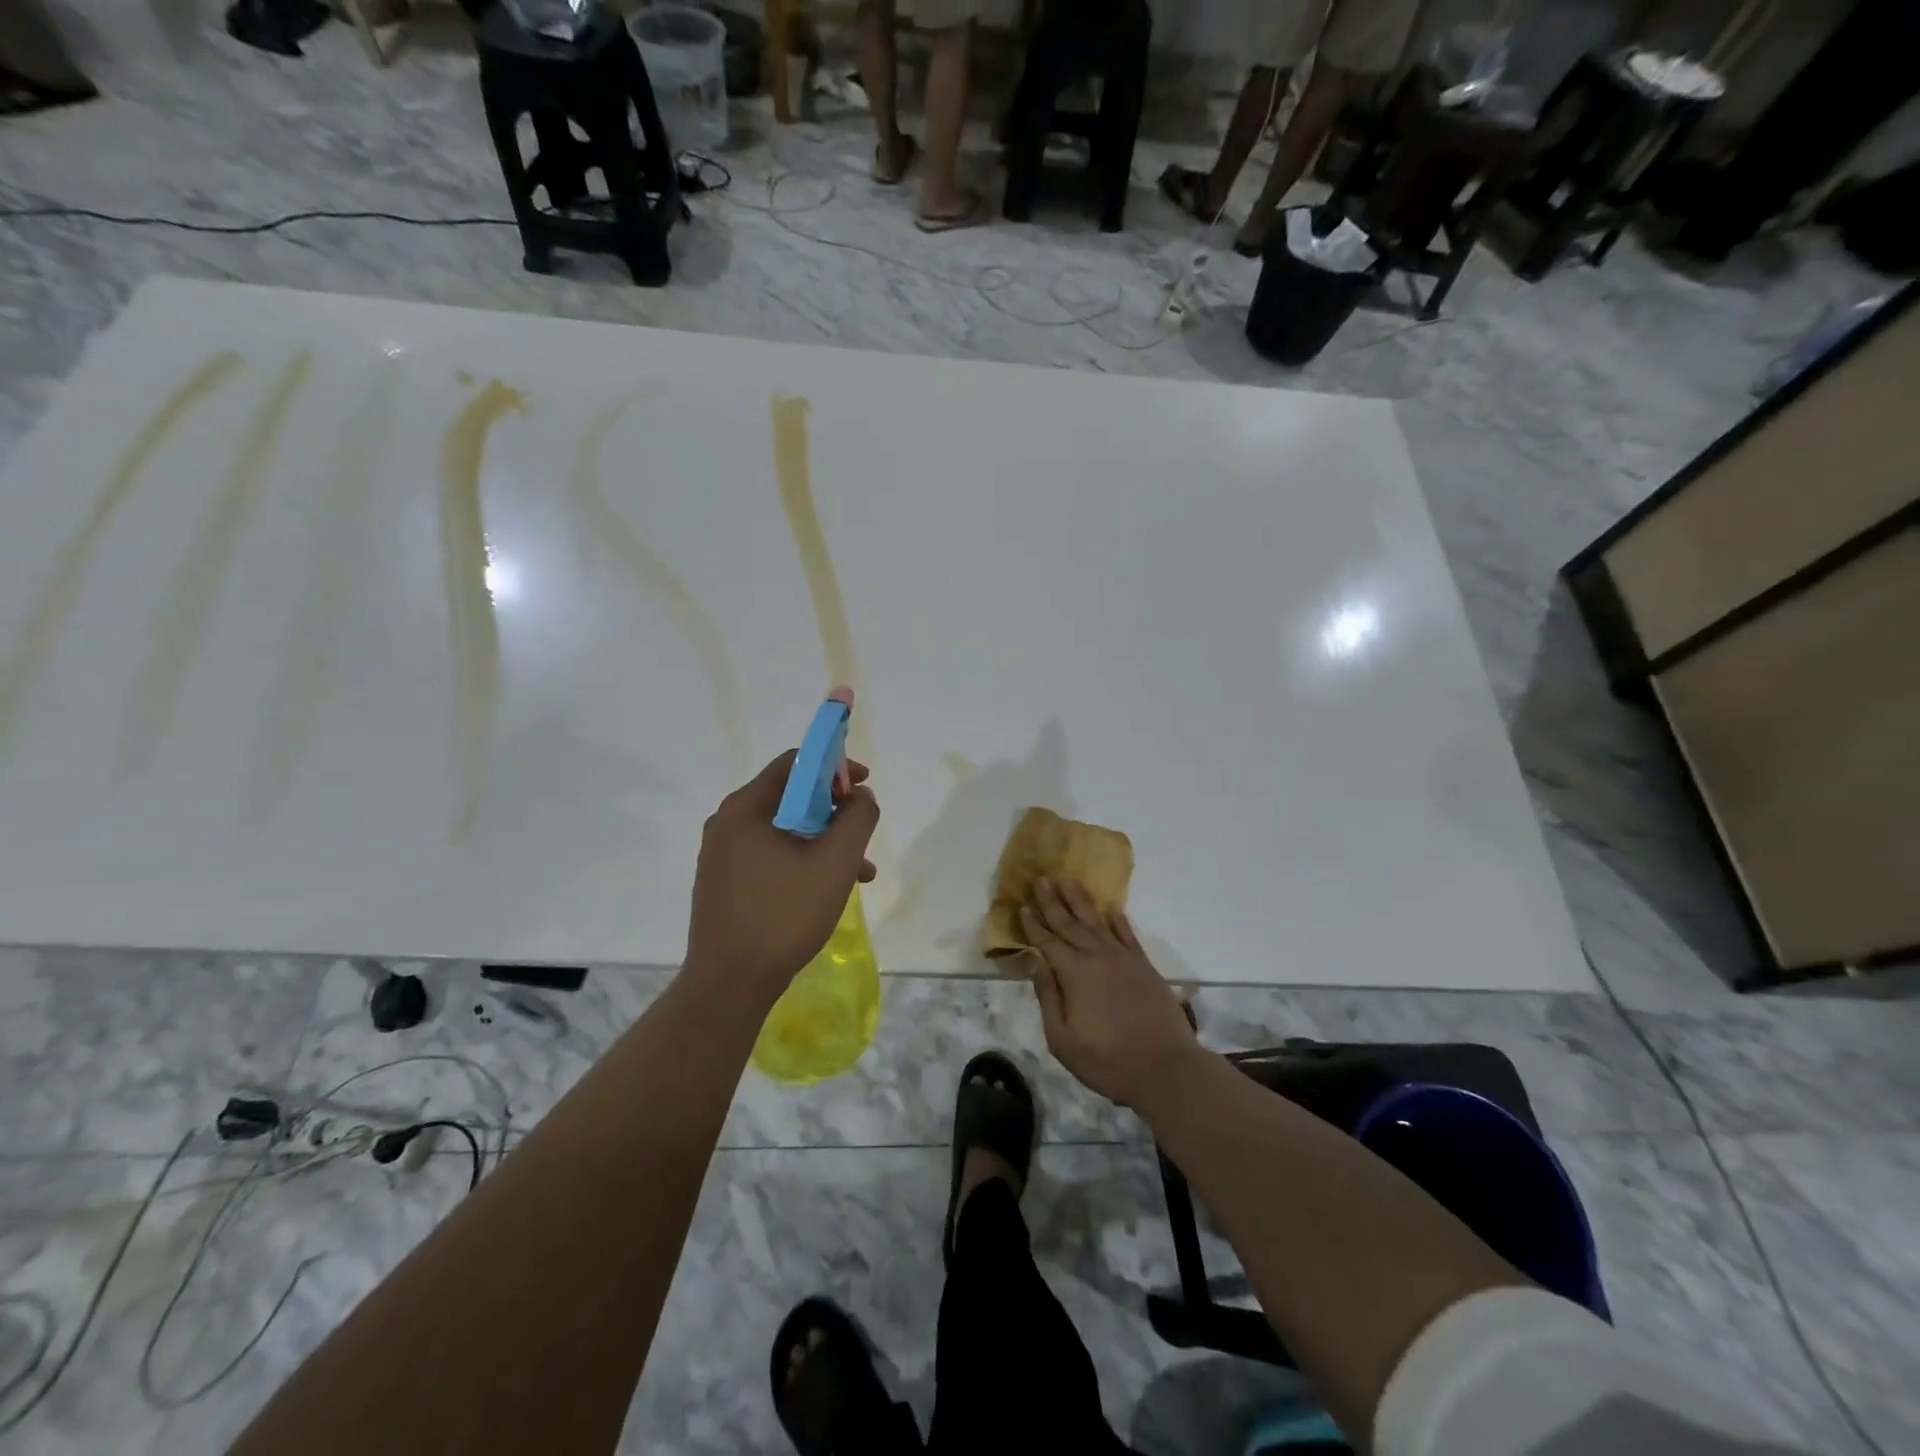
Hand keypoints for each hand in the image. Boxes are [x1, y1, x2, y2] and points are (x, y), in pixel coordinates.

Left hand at [686, 751, 879, 1005]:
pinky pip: (771, 856)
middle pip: (791, 797)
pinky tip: (828, 890)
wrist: (729, 983)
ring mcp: (722, 855)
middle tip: (862, 834)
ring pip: (785, 831)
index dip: (834, 766)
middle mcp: (728, 823)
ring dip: (824, 842)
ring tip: (860, 872)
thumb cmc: (783, 915)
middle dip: (835, 811)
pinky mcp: (725, 882)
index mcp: (747, 808)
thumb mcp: (835, 863)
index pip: (795, 763)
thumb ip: (857, 819)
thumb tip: (860, 796)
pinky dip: (803, 862)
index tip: (863, 788)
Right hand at [1019, 879, 1200, 1107]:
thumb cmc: (1107, 1060)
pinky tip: (1111, 909)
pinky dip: (1118, 920)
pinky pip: (1128, 934)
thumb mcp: (1063, 1039)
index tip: (1022, 905)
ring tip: (1068, 880)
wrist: (1165, 1068)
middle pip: (1069, 923)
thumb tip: (1033, 961)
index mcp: (1074, 974)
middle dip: (1052, 901)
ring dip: (1080, 901)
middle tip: (1041, 879)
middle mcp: (1097, 957)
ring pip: (1097, 921)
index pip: (1047, 942)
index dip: (1033, 924)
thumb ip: (1047, 996)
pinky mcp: (1144, 966)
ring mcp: (1123, 959)